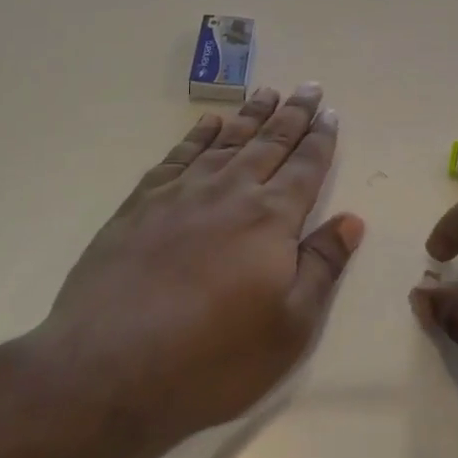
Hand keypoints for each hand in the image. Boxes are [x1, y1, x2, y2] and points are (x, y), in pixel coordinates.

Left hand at [26, 85, 362, 457]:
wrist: (105, 370)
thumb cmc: (211, 359)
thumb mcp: (288, 327)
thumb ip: (322, 267)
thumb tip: (352, 220)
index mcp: (271, 218)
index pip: (305, 166)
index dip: (321, 138)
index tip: (330, 112)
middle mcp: (230, 191)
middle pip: (270, 142)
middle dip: (293, 114)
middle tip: (308, 86)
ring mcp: (182, 193)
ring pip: (226, 141)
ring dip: (250, 115)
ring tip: (267, 92)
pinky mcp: (141, 203)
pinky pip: (179, 155)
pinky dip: (199, 135)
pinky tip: (210, 124)